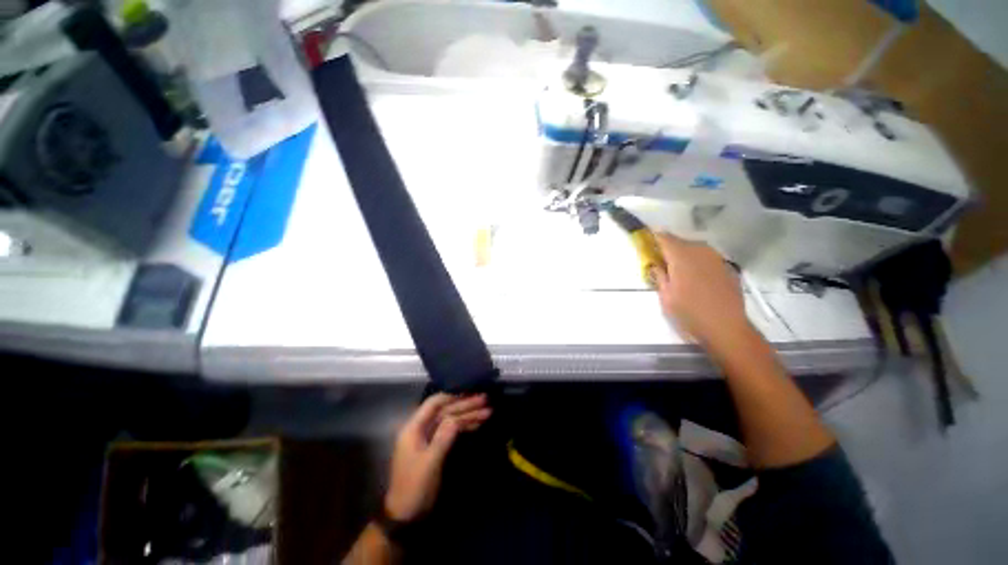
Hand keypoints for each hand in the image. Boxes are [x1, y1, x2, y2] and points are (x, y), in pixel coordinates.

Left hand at [384, 393, 490, 521]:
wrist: (406, 515)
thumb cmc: (415, 488)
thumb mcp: (430, 463)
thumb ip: (443, 437)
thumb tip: (457, 418)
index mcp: (414, 428)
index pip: (434, 403)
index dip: (452, 396)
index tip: (471, 392)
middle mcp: (421, 428)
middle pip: (446, 410)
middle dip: (465, 405)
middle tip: (485, 400)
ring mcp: (429, 437)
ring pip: (451, 419)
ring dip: (468, 415)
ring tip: (488, 411)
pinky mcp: (436, 446)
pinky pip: (452, 430)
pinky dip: (465, 426)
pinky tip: (478, 423)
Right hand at [650, 233, 751, 349]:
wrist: (726, 327)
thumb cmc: (690, 313)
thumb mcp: (666, 297)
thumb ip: (659, 276)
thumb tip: (654, 264)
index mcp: (681, 257)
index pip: (664, 238)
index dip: (654, 237)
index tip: (646, 239)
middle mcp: (700, 252)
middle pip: (680, 241)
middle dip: (668, 247)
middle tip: (659, 259)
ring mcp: (716, 258)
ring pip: (695, 248)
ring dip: (684, 253)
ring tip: (677, 267)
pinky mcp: (726, 267)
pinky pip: (706, 257)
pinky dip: (697, 260)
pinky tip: (695, 275)